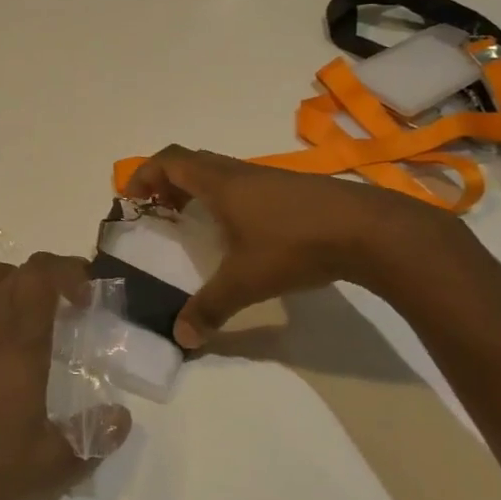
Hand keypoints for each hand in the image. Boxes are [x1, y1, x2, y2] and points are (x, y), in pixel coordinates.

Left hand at [0, 253, 132, 499]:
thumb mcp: (47, 466)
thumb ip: (91, 438)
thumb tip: (122, 418)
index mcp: (19, 342)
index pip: (41, 276)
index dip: (67, 271)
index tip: (85, 293)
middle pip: (14, 271)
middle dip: (44, 277)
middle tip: (61, 305)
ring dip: (5, 283)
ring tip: (17, 312)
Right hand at [123, 145, 467, 347]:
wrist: (369, 230)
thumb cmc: (295, 245)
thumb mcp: (246, 282)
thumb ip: (209, 308)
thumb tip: (180, 338)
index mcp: (219, 183)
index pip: (170, 161)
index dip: (145, 173)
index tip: (131, 198)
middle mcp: (240, 173)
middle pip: (192, 161)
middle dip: (168, 182)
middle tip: (160, 211)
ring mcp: (269, 177)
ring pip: (221, 171)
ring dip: (199, 189)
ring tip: (196, 222)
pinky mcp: (294, 188)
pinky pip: (245, 183)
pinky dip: (227, 197)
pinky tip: (242, 231)